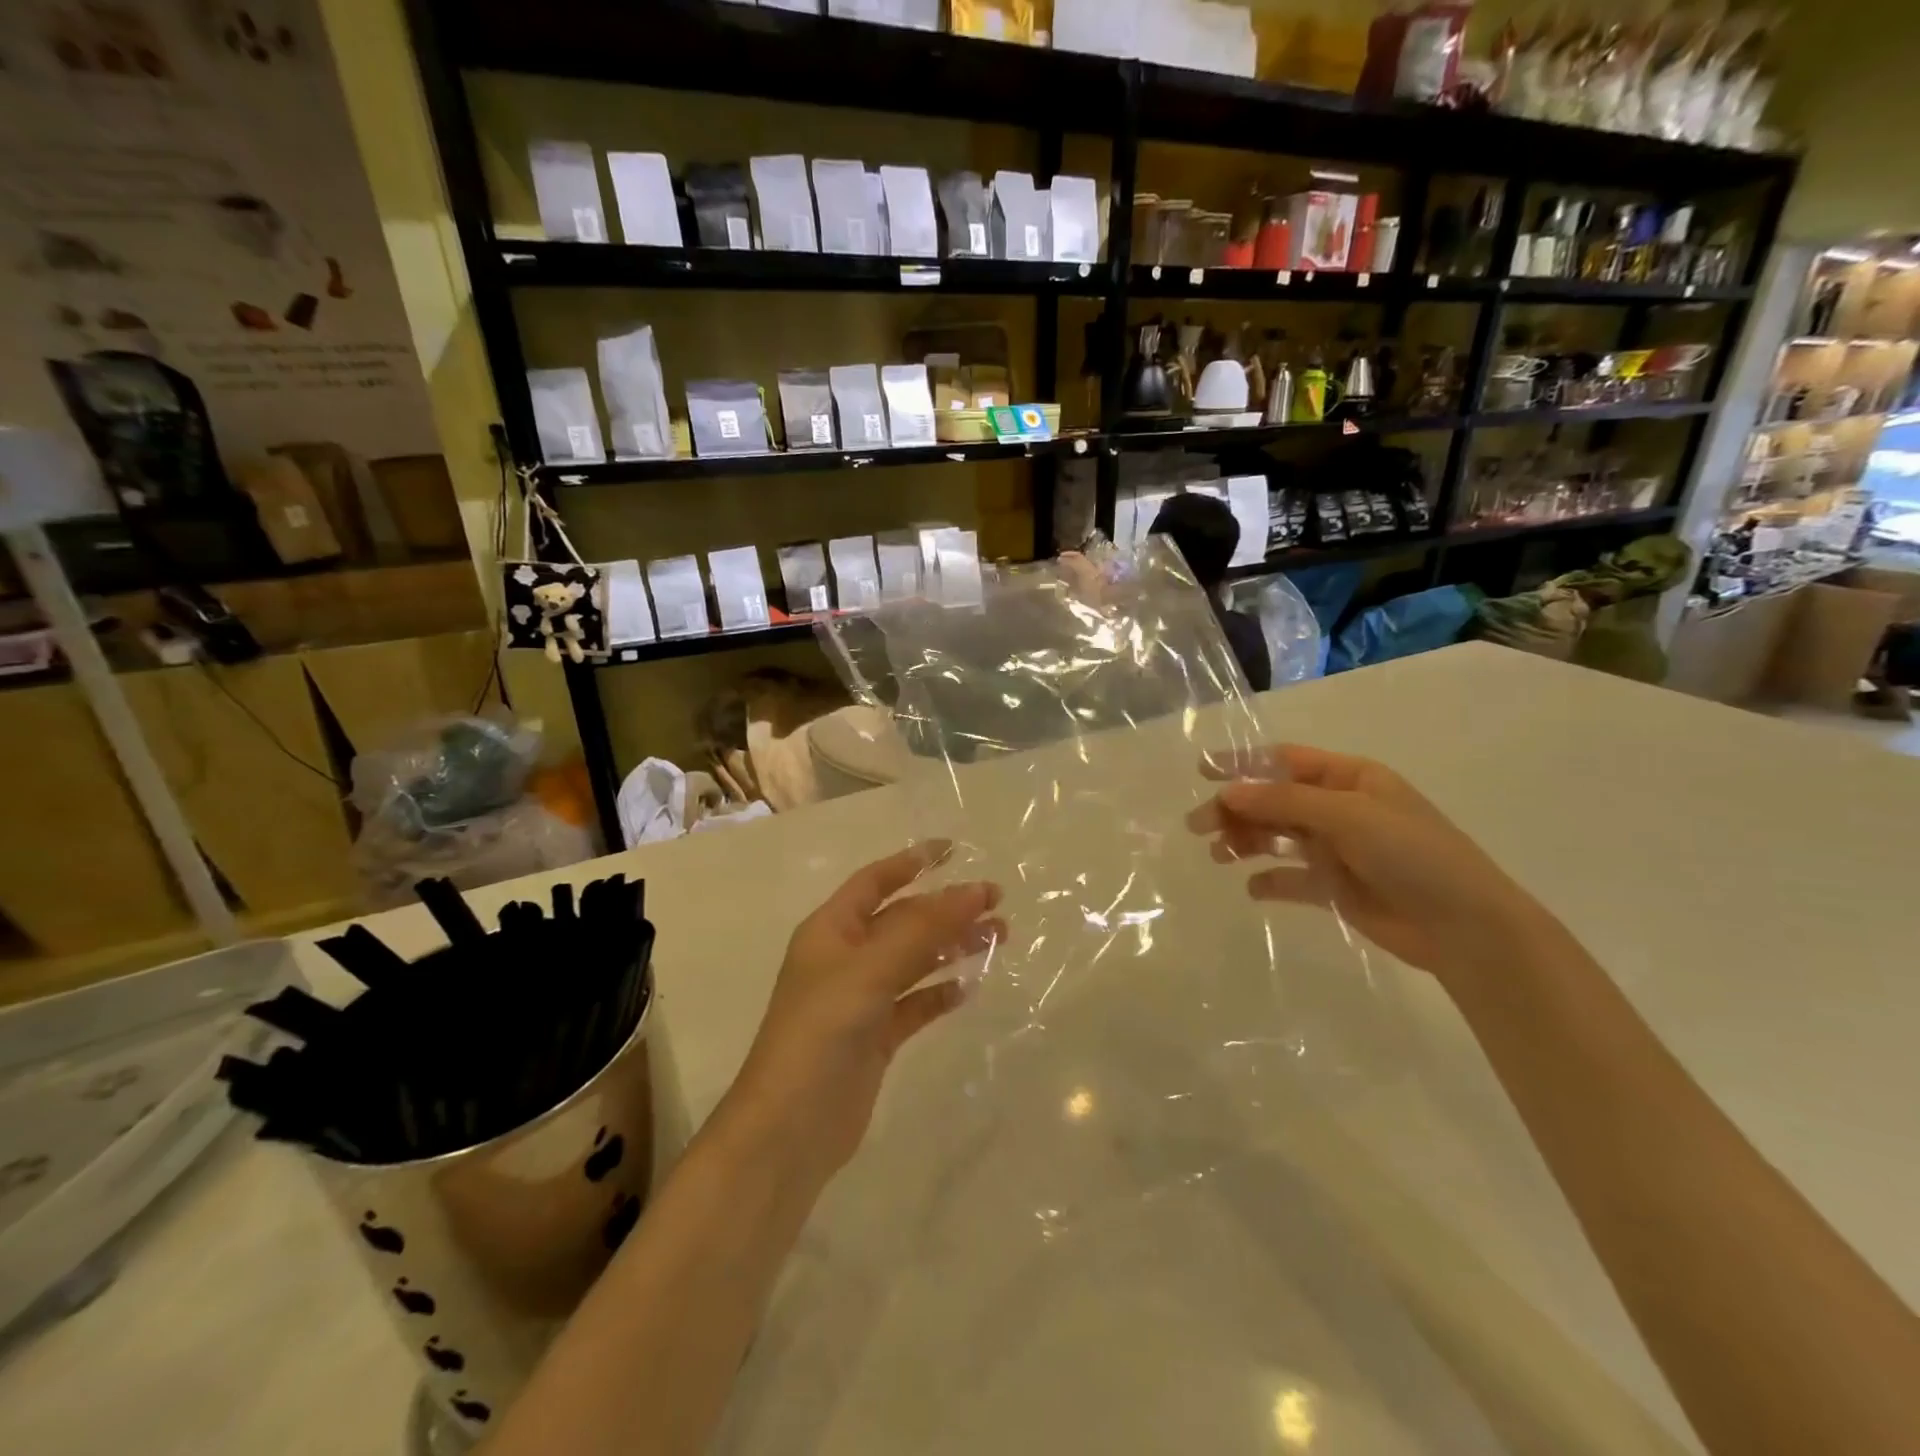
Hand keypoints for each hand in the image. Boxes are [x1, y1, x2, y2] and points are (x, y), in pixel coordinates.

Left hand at [725, 844, 1002, 1181]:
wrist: (790, 1129)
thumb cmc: (821, 1032)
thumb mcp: (870, 970)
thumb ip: (923, 929)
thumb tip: (975, 890)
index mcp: (831, 930)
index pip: (876, 881)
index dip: (913, 861)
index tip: (955, 850)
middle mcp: (845, 958)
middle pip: (904, 920)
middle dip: (947, 908)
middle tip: (996, 903)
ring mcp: (861, 999)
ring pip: (915, 960)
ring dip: (952, 946)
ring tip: (999, 937)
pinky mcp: (875, 1037)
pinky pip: (915, 1003)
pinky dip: (941, 993)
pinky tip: (969, 989)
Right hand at [1186, 744, 1558, 987]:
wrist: (1465, 928)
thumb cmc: (1413, 854)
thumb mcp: (1348, 815)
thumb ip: (1284, 802)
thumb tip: (1227, 792)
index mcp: (1350, 778)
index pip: (1285, 762)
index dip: (1242, 764)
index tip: (1201, 772)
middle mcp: (1339, 808)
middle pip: (1274, 800)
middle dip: (1235, 809)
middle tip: (1198, 826)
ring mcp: (1337, 849)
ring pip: (1277, 837)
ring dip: (1246, 841)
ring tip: (1220, 855)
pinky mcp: (1335, 888)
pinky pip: (1291, 879)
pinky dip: (1269, 881)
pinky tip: (1253, 888)